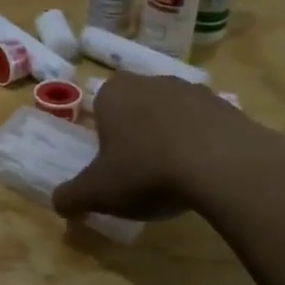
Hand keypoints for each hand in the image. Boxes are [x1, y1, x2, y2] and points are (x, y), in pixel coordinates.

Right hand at [51, 73, 284, 220]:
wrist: (222, 165)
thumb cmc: (146, 171)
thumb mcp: (98, 192)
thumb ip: (72, 196)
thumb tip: (58, 203)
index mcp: (114, 93)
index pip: (101, 105)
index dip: (105, 134)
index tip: (112, 162)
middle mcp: (151, 81)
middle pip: (137, 107)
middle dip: (138, 132)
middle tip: (141, 170)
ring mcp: (192, 90)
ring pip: (172, 113)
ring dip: (171, 136)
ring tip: (176, 176)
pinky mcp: (227, 105)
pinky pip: (206, 124)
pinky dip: (203, 144)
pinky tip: (205, 173)